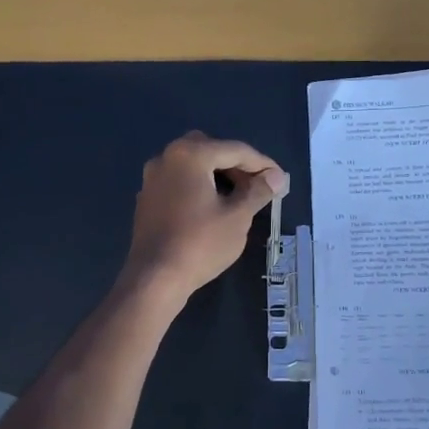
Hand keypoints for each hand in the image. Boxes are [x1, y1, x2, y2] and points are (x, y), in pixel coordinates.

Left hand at [122, 132, 286, 300]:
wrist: (155, 278)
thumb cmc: (200, 244)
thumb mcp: (238, 217)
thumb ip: (258, 191)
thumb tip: (277, 177)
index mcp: (190, 155)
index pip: (235, 150)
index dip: (262, 163)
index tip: (280, 179)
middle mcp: (167, 157)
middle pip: (211, 150)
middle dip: (236, 164)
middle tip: (257, 185)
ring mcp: (152, 178)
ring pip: (192, 165)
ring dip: (216, 174)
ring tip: (238, 197)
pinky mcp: (147, 198)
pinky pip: (179, 181)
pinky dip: (198, 186)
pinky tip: (212, 207)